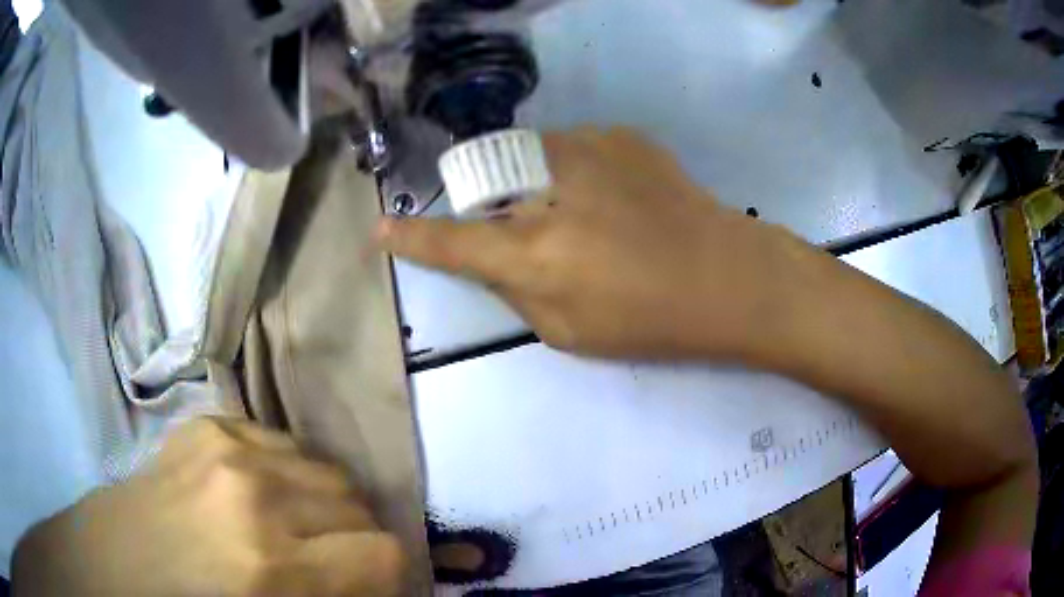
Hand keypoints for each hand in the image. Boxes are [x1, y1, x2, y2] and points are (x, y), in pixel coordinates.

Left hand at [12, 418, 404, 595]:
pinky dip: (287, 472)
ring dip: (323, 502)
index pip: (384, 553)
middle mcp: (251, 494)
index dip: (390, 574)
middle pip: (356, 503)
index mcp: (267, 566)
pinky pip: (281, 441)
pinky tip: (259, 492)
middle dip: (355, 538)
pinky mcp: (205, 422)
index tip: (373, 585)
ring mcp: (223, 445)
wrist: (117, 559)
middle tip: (331, 559)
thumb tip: (382, 586)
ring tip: (295, 524)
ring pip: (325, 466)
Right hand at [378, 127, 805, 360]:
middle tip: (525, 227)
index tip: (381, 229)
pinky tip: (613, 196)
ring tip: (582, 212)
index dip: (411, 238)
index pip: (452, 242)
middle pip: (485, 180)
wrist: (729, 275)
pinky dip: (575, 171)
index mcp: (537, 254)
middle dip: (489, 201)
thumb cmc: (653, 320)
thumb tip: (490, 258)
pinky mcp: (620, 135)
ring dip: (535, 182)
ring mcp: (588, 149)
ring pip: (528, 156)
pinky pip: (572, 147)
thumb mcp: (571, 332)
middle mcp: (551, 190)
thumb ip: (516, 291)